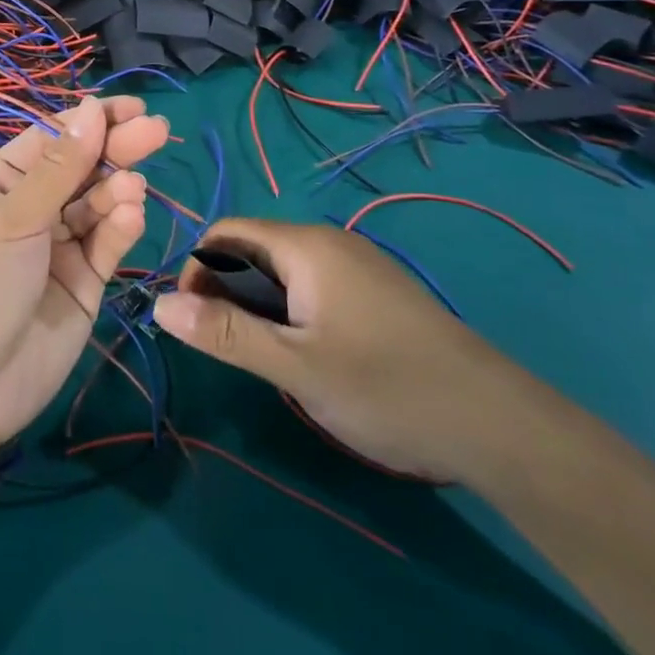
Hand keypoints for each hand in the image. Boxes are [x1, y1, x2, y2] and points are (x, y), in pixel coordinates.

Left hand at [0, 95, 168, 452]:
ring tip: (132, 186)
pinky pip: (107, 245)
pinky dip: (121, 227)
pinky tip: (130, 214)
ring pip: (98, 205)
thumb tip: (91, 108)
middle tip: (157, 131)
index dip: (90, 121)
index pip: (51, 139)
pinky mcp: (84, 283)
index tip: (132, 108)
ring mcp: (58, 247)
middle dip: (116, 148)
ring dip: (118, 190)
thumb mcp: (12, 219)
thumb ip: (59, 168)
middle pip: (82, 168)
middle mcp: (30, 210)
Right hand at [152, 217, 534, 482]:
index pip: (226, 232)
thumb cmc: (385, 386)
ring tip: (261, 355)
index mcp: (304, 246)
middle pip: (254, 248)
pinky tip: (305, 354)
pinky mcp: (377, 292)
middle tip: (225, 344)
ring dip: (258, 303)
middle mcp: (329, 242)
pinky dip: (291, 310)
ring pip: (284, 270)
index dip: (197, 268)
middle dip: (225, 288)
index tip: (192, 319)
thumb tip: (159, 304)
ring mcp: (358, 266)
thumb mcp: (293, 365)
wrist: (495, 422)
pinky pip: (314, 286)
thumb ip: (223, 333)